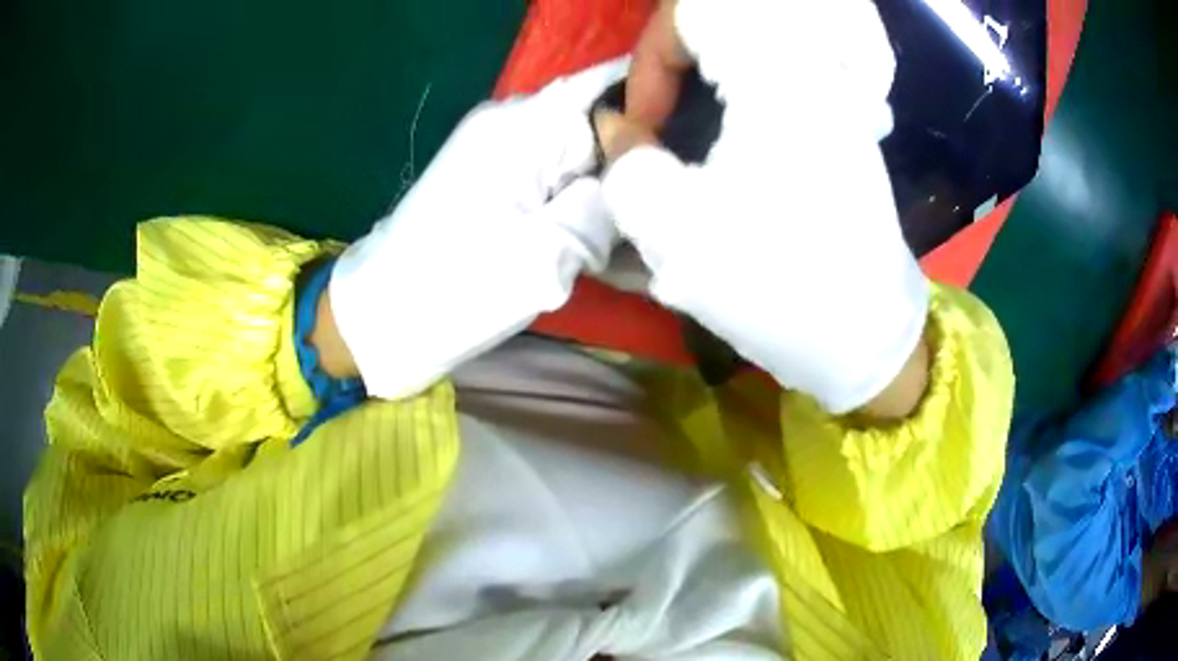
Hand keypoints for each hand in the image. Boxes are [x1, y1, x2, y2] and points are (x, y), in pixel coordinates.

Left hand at [325, 60, 626, 398]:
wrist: (382, 316)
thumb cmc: (459, 288)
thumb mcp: (548, 254)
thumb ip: (605, 205)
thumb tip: (637, 178)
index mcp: (522, 127)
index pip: (610, 96)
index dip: (645, 130)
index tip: (664, 176)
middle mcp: (507, 122)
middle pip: (593, 125)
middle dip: (620, 169)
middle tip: (631, 226)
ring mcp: (492, 147)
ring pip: (571, 155)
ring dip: (593, 193)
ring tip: (601, 243)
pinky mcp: (486, 175)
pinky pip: (546, 174)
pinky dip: (567, 202)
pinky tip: (573, 241)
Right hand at [602, 0, 928, 414]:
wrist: (864, 337)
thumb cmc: (776, 281)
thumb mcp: (675, 227)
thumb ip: (625, 159)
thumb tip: (615, 123)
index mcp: (778, 79)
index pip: (693, 12)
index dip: (649, 59)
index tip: (643, 126)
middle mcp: (814, 73)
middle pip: (724, 26)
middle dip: (675, 67)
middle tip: (660, 122)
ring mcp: (835, 98)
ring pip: (751, 52)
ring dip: (706, 83)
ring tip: (689, 138)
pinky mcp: (842, 126)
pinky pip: (778, 80)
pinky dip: (739, 98)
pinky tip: (732, 150)